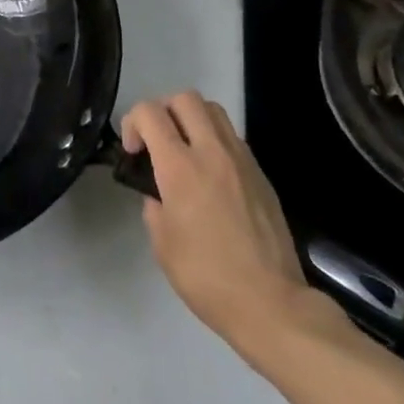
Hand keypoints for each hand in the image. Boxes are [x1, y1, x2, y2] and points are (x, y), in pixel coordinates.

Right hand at [122, 92, 320, 359]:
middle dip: (163, 111)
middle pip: (185, 99)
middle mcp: (212, 153)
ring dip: (191, 120)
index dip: (132, 123)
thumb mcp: (162, 242)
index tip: (133, 153)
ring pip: (214, 111)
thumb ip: (154, 204)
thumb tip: (159, 193)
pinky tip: (210, 177)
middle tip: (157, 142)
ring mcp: (242, 161)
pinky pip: (233, 138)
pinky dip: (214, 142)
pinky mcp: (261, 176)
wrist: (271, 304)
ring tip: (184, 152)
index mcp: (180, 167)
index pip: (149, 113)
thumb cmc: (206, 276)